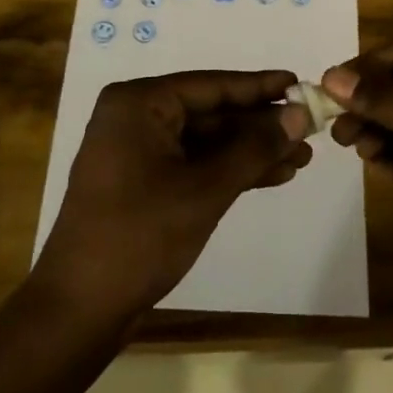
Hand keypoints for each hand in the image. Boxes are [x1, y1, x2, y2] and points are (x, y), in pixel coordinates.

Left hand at [33, 70, 313, 317]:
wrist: (81, 308)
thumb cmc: (140, 235)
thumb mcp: (205, 189)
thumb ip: (254, 149)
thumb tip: (300, 116)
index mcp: (139, 103)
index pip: (211, 85)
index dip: (259, 87)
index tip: (299, 83)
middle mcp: (136, 117)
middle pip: (210, 112)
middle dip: (260, 125)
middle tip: (310, 128)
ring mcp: (138, 151)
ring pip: (207, 141)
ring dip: (251, 151)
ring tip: (303, 157)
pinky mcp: (144, 182)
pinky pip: (195, 164)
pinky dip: (230, 171)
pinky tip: (273, 176)